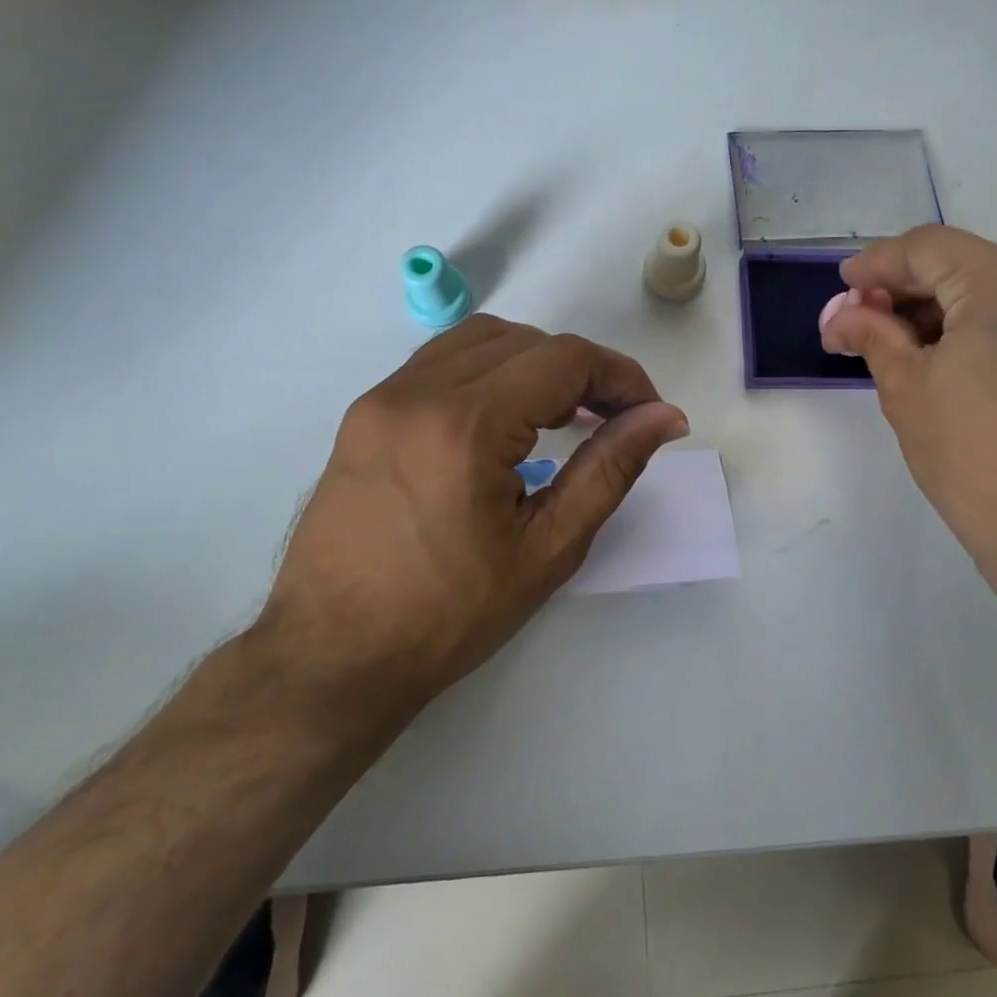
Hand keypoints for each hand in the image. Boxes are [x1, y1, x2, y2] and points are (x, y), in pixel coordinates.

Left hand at [260, 316, 687, 709]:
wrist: (332, 656)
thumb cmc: (449, 615)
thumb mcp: (548, 548)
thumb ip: (610, 470)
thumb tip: (663, 418)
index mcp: (466, 425)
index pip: (565, 360)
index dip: (620, 377)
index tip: (648, 415)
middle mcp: (418, 392)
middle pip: (526, 340)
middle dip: (583, 371)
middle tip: (612, 420)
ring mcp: (382, 398)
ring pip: (480, 340)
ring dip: (535, 363)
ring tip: (563, 413)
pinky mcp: (364, 414)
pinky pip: (440, 362)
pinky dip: (489, 371)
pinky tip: (505, 417)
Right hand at [819, 225, 996, 620]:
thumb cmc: (980, 466)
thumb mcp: (909, 394)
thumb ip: (874, 336)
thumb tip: (842, 315)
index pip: (929, 248)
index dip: (877, 264)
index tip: (843, 287)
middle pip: (968, 264)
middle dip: (909, 290)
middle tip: (862, 321)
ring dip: (947, 310)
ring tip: (901, 345)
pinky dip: (987, 328)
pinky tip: (954, 359)